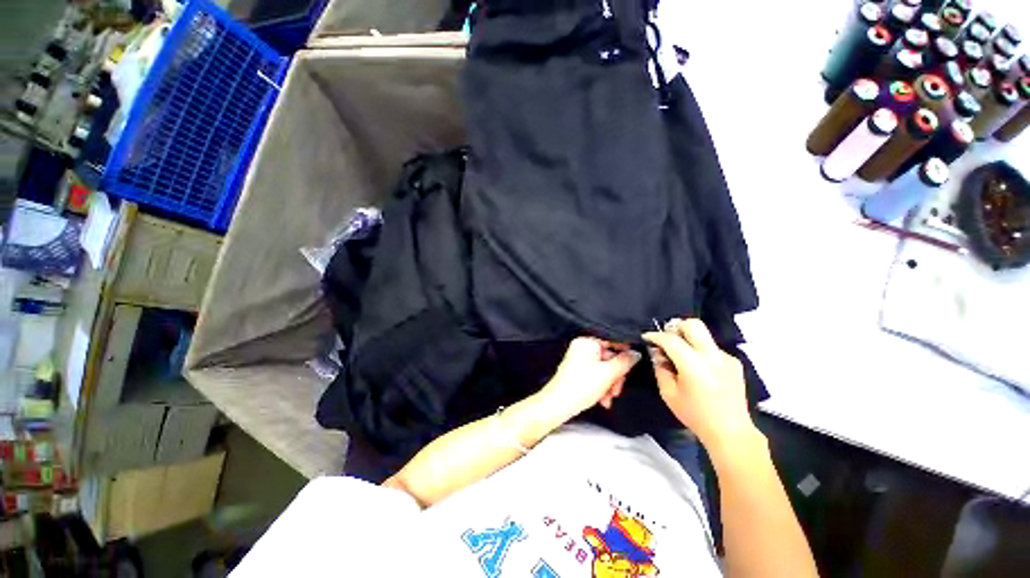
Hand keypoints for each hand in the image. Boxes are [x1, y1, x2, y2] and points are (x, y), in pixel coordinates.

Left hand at [539, 338, 641, 418]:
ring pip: (604, 369)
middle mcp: (582, 348)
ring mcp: (579, 360)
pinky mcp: (578, 372)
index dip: (625, 353)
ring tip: (609, 398)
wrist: (559, 404)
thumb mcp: (608, 373)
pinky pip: (595, 375)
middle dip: (615, 376)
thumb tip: (636, 354)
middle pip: (609, 358)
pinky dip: (601, 386)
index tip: (634, 363)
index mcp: (587, 342)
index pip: (612, 341)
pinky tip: (603, 399)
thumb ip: (625, 362)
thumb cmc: (580, 386)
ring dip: (610, 384)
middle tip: (616, 389)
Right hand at [643, 319, 757, 453]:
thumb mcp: (668, 393)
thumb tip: (658, 353)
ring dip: (688, 339)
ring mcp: (726, 358)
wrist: (731, 432)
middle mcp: (712, 356)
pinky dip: (700, 352)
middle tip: (667, 338)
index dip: (656, 335)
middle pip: (693, 325)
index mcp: (694, 365)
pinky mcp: (734, 363)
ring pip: (703, 335)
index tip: (647, 336)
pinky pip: (712, 348)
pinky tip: (698, 368)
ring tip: (681, 356)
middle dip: (676, 327)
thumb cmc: (695, 414)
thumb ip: (660, 369)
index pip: (671, 339)